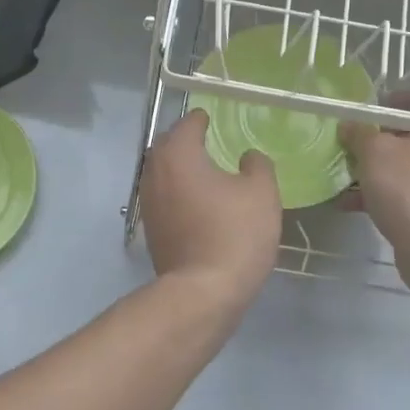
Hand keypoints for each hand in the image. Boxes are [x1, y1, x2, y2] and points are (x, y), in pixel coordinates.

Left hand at [139, 109, 281, 311]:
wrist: (203, 292)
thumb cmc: (234, 234)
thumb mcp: (261, 193)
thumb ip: (257, 166)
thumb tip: (248, 156)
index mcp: (178, 155)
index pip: (187, 125)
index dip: (201, 119)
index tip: (211, 118)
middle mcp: (155, 173)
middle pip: (166, 146)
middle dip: (184, 140)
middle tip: (206, 140)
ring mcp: (148, 203)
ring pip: (161, 173)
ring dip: (178, 167)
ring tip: (203, 170)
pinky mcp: (151, 229)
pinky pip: (162, 197)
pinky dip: (176, 191)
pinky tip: (196, 201)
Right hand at [340, 91, 409, 294]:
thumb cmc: (409, 189)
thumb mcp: (375, 152)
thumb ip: (359, 133)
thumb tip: (349, 126)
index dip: (387, 103)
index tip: (362, 114)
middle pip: (408, 136)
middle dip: (374, 142)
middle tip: (348, 146)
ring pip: (403, 168)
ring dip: (372, 171)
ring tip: (342, 177)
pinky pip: (403, 194)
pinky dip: (378, 195)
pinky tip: (348, 204)